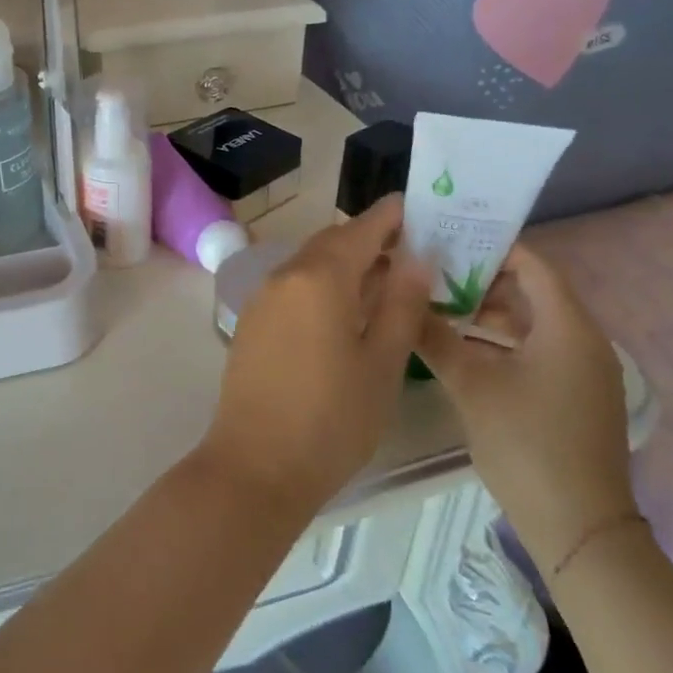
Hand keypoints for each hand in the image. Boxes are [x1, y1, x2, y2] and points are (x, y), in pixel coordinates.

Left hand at [201, 196, 433, 516]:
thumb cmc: (332, 418)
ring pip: (311, 265)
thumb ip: (401, 305)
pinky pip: (293, 287)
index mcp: (319, 277)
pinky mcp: (252, 323)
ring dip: (347, 264)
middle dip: (370, 240)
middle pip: (332, 243)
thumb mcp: (382, 363)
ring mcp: (262, 299)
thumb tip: (416, 259)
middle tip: (413, 249)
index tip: (421, 208)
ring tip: (388, 281)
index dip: (391, 216)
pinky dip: (323, 285)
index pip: (361, 229)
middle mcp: (284, 276)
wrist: (256, 465)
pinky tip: (347, 311)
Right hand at [412, 246, 637, 575]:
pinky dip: (500, 341)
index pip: (533, 265)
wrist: (578, 526)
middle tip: (432, 273)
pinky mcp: (573, 394)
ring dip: (487, 313)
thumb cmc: (526, 443)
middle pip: (531, 291)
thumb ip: (435, 337)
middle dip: (481, 280)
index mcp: (568, 328)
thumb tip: (401, 299)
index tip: (447, 240)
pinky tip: (461, 347)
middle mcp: (582, 341)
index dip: (493, 247)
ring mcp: (581, 370)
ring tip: (437, 307)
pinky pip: (536, 349)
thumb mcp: (471, 385)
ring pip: (531, 322)